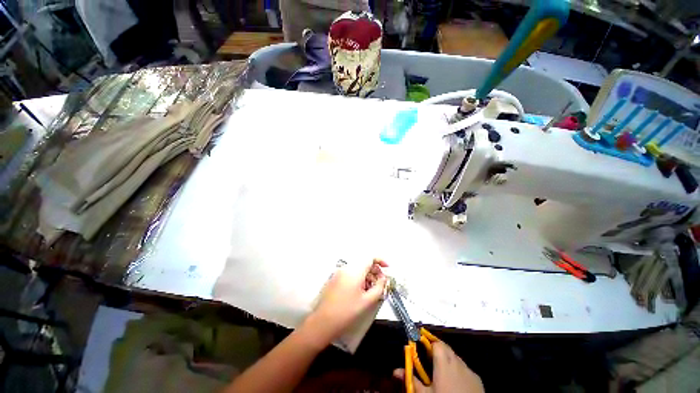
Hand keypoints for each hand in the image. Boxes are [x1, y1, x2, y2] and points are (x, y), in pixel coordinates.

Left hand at [303, 259, 387, 345]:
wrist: (323, 322)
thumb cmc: (347, 312)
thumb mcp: (367, 301)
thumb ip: (379, 287)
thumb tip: (384, 278)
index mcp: (355, 270)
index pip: (370, 257)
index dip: (380, 260)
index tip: (388, 268)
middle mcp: (346, 268)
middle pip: (364, 263)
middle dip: (374, 270)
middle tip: (381, 283)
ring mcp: (339, 272)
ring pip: (357, 269)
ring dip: (367, 275)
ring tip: (372, 290)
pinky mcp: (335, 278)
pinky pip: (350, 273)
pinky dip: (358, 278)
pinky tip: (361, 291)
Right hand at [393, 341, 483, 392]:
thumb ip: (411, 380)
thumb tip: (395, 370)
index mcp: (443, 364)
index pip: (436, 343)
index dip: (429, 343)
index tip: (422, 347)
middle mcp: (457, 362)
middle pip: (446, 348)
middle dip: (437, 349)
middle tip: (429, 358)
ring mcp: (470, 370)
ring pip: (456, 357)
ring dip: (448, 359)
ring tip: (442, 371)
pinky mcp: (478, 379)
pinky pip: (466, 368)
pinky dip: (459, 369)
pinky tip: (456, 381)